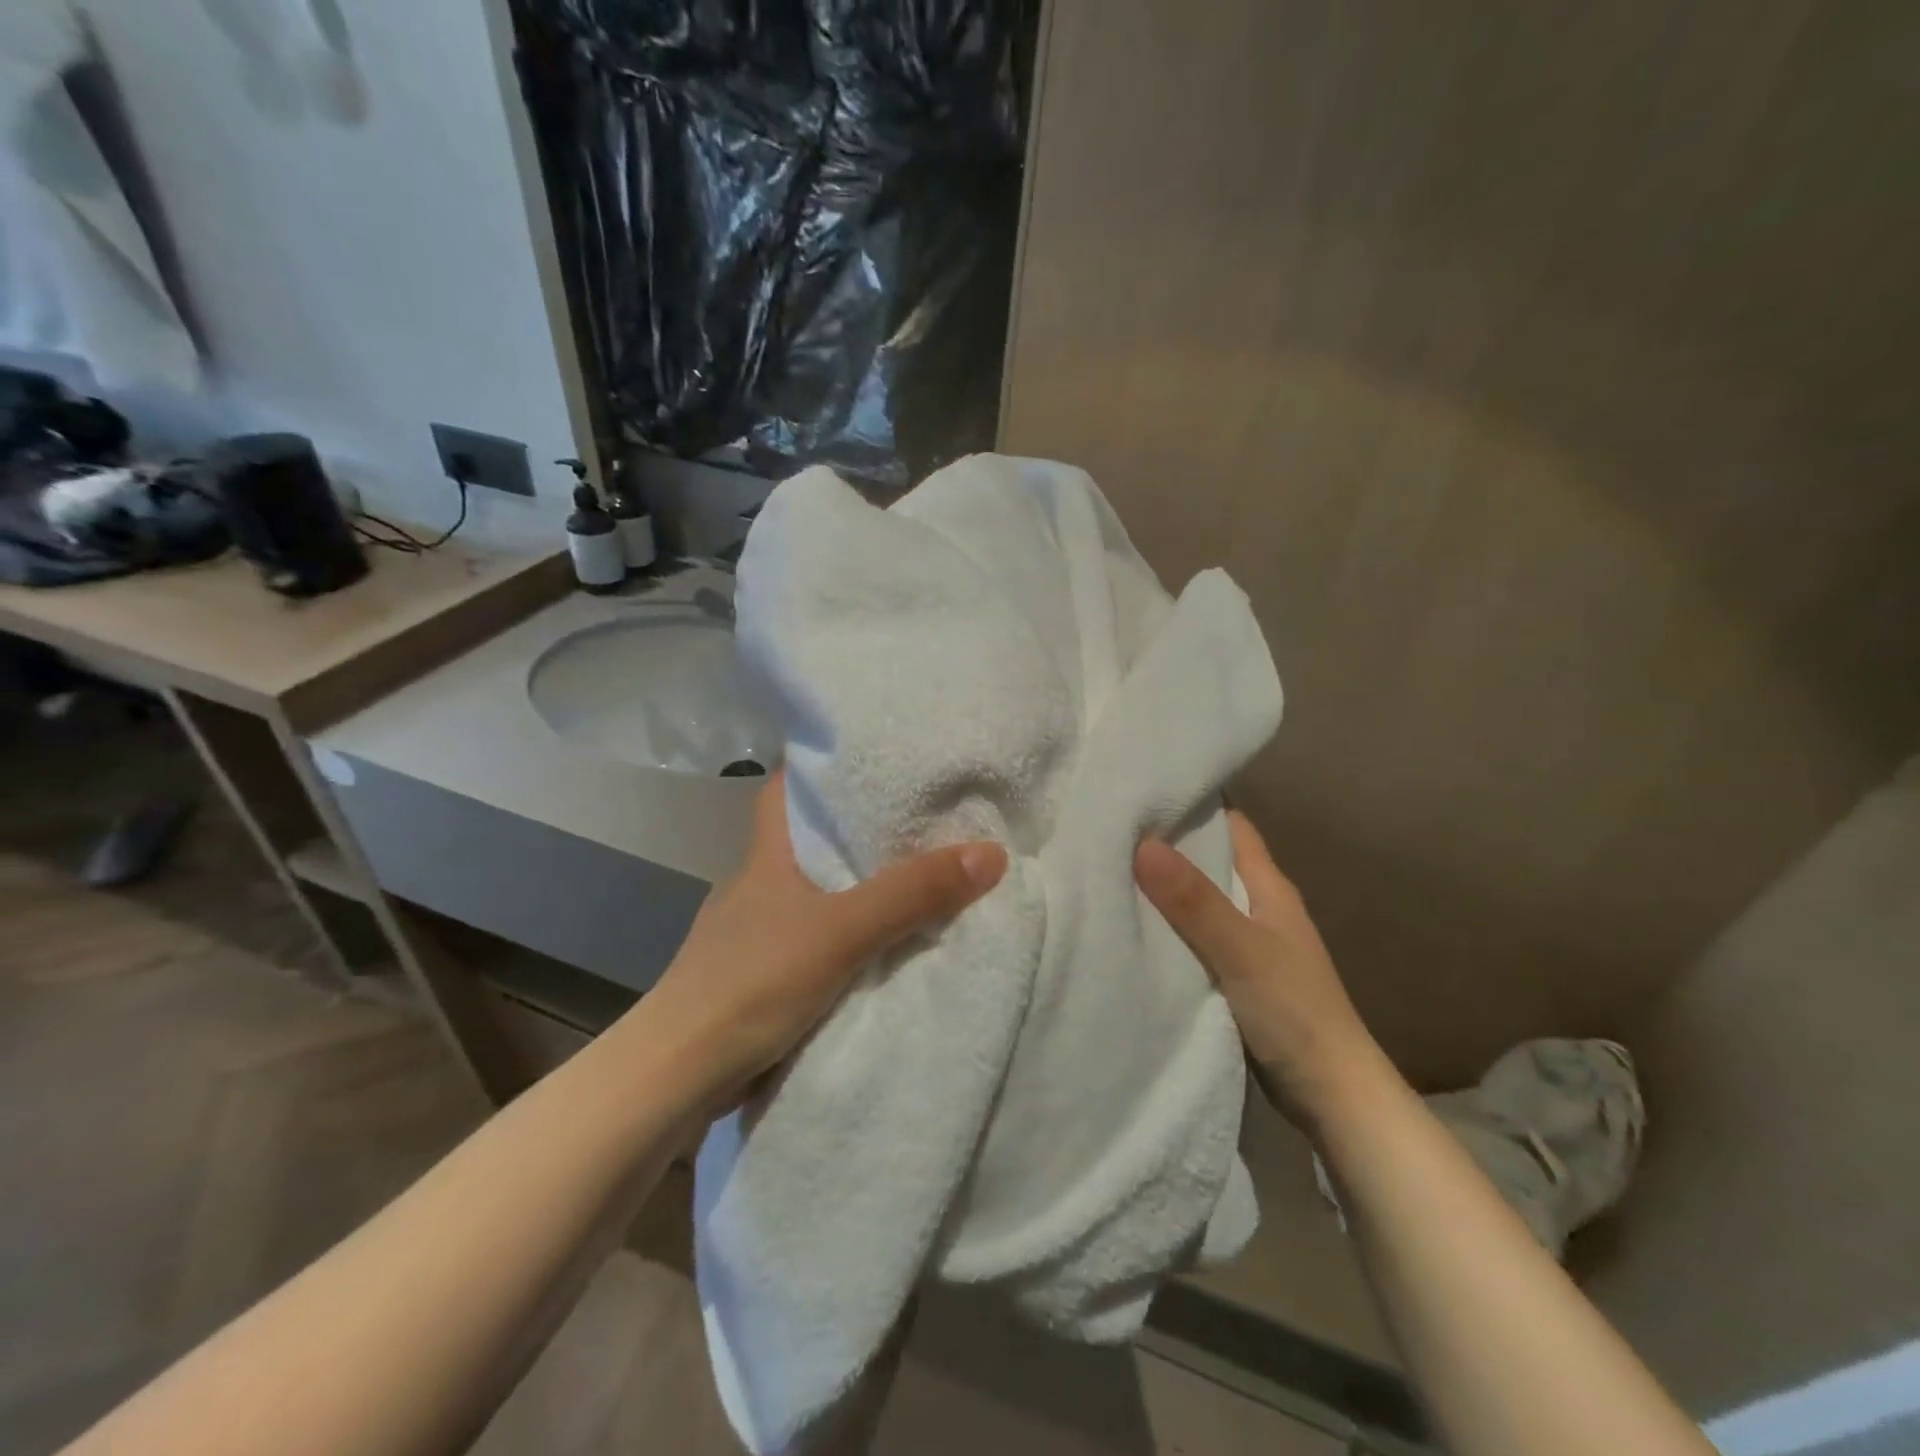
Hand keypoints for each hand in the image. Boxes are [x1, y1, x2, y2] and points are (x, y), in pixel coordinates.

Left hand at [647, 775, 1006, 1111]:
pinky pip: (815, 938)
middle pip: (809, 839)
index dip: (819, 768)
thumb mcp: (843, 931)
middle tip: (919, 815)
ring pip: (814, 892)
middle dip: (857, 829)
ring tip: (915, 872)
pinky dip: (846, 933)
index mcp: (767, 855)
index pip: (785, 789)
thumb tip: (992, 852)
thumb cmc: (752, 981)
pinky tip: (881, 942)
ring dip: (856, 886)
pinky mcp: (760, 975)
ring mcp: (756, 932)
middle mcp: (759, 884)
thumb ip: (913, 893)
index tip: (869, 757)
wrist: (677, 1077)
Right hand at [1136, 813, 1393, 1129]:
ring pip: (1198, 901)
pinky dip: (1168, 928)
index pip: (1231, 826)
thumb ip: (1194, 901)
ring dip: (1164, 889)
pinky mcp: (1235, 976)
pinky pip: (1194, 937)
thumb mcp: (1241, 950)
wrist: (1332, 1095)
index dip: (1195, 804)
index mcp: (1269, 887)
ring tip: (1108, 869)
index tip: (1145, 787)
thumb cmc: (1294, 1012)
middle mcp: (1259, 906)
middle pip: (1209, 861)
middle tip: (1110, 828)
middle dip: (1167, 844)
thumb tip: (1143, 843)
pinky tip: (1132, 927)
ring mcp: (1248, 943)